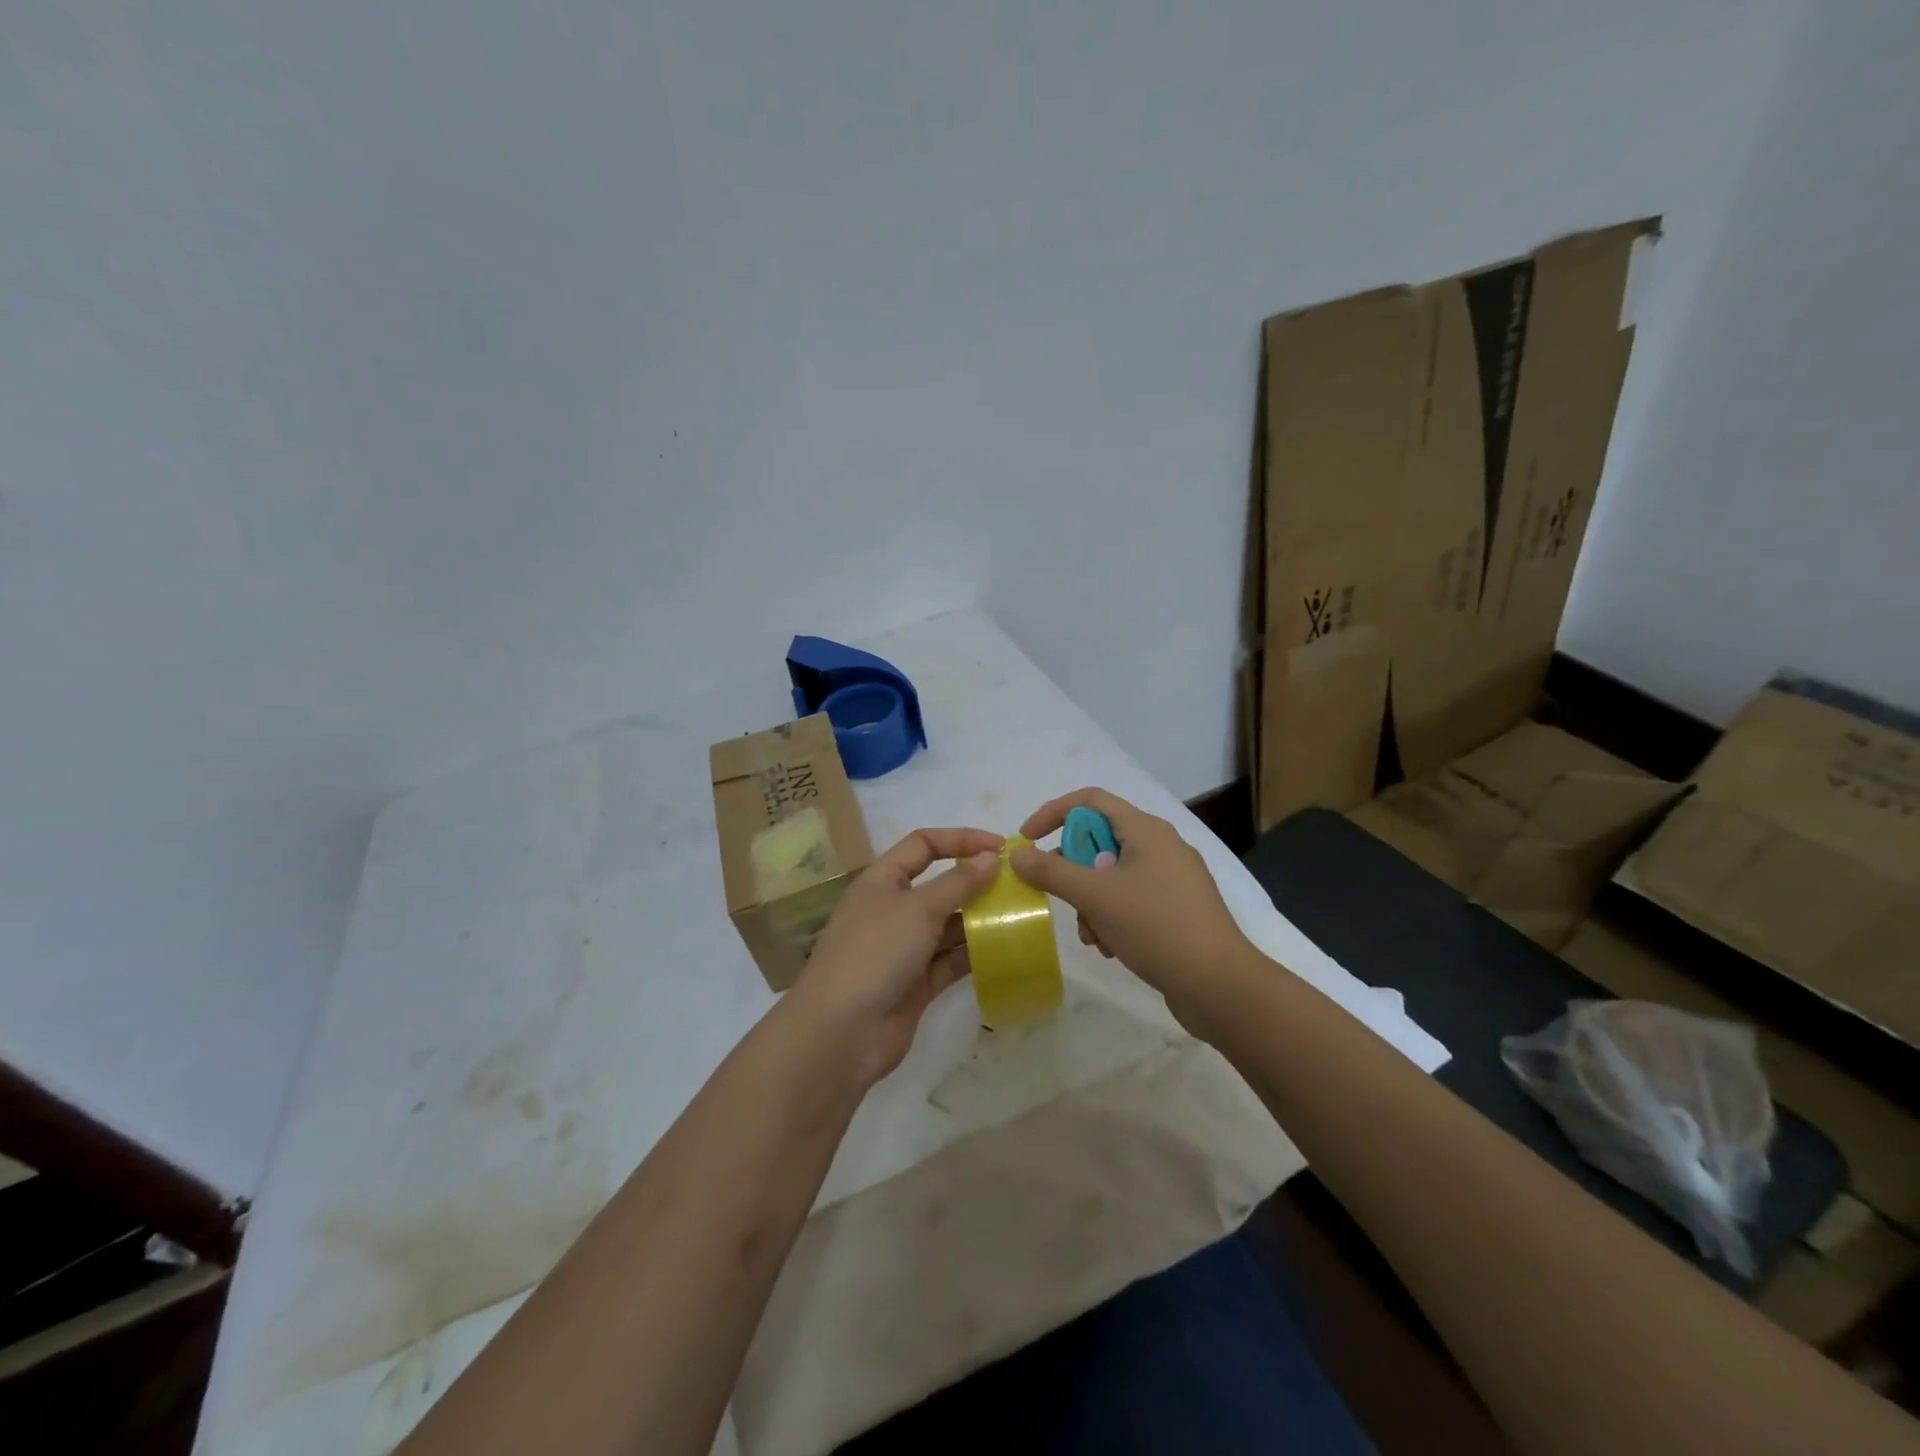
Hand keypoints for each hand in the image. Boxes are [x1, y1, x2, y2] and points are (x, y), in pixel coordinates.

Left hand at [787, 827, 1003, 1088]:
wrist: (840, 1033)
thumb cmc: (875, 953)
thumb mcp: (918, 909)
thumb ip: (958, 883)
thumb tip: (992, 857)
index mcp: (882, 881)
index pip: (923, 845)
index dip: (960, 840)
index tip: (1000, 847)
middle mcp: (892, 910)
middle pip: (939, 886)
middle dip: (976, 883)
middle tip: (1017, 886)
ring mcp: (904, 949)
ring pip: (948, 925)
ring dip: (980, 920)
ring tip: (1019, 916)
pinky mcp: (917, 984)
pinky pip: (951, 961)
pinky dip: (974, 954)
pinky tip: (1005, 950)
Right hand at [1010, 788, 1248, 1034]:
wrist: (1221, 985)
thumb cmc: (1157, 927)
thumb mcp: (1096, 897)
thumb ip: (1052, 872)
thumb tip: (1017, 854)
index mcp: (1145, 830)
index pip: (1089, 800)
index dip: (1052, 813)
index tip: (1026, 840)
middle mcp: (1160, 846)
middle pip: (1098, 841)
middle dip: (1072, 872)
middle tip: (1058, 897)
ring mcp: (1171, 878)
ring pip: (1112, 876)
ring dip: (1090, 903)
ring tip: (1092, 937)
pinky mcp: (1177, 909)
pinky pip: (1131, 900)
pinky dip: (1112, 918)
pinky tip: (1111, 948)